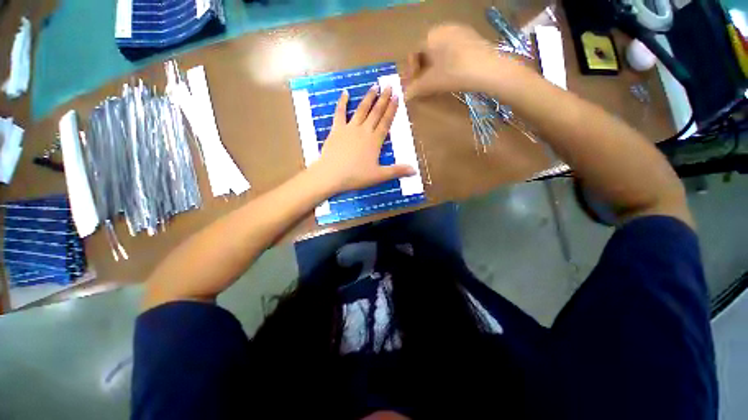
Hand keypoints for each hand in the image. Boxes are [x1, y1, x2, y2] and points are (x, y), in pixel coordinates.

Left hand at [313, 85, 415, 193]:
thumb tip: (415, 171)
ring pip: (361, 110)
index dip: (392, 110)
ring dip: (368, 98)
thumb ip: (397, 171)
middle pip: (375, 113)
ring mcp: (349, 128)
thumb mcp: (379, 176)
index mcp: (375, 141)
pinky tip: (345, 93)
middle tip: (389, 86)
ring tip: (374, 86)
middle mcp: (364, 131)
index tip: (397, 97)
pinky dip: (342, 103)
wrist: (332, 175)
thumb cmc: (356, 176)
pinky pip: (339, 113)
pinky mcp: (336, 130)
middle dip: (383, 99)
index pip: (386, 122)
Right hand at [404, 24, 530, 99]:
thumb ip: (415, 88)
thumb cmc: (453, 73)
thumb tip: (405, 96)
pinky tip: (452, 73)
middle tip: (424, 84)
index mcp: (429, 36)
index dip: (411, 71)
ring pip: (439, 49)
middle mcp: (442, 28)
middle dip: (422, 69)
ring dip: (434, 66)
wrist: (487, 68)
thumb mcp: (431, 83)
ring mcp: (458, 30)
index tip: (414, 85)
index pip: (413, 53)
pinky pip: (452, 48)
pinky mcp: (471, 36)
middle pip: (426, 50)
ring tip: (437, 81)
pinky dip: (447, 61)